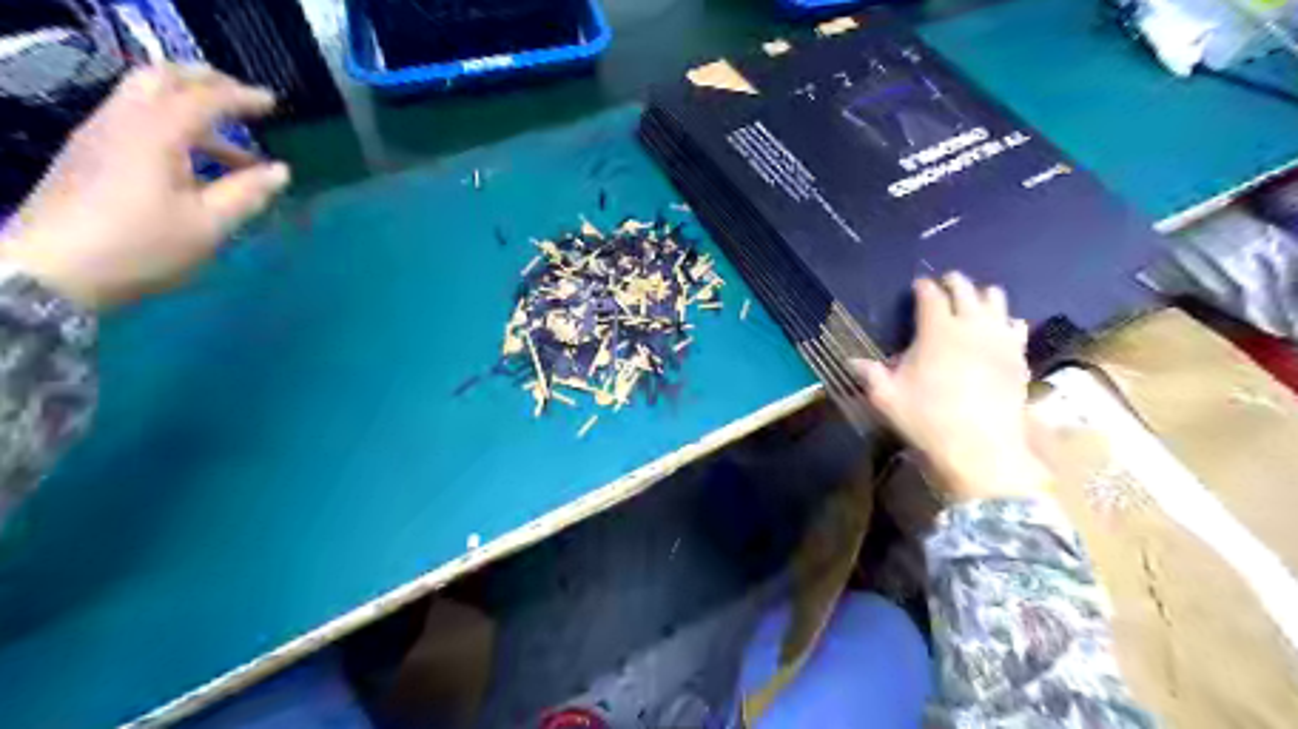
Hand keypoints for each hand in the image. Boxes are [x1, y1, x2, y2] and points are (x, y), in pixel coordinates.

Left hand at [0, 62, 287, 310]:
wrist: (53, 271)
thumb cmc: (142, 246)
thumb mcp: (209, 225)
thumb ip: (247, 193)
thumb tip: (279, 171)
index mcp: (156, 133)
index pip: (205, 98)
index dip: (242, 97)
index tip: (274, 103)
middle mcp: (122, 121)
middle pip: (161, 78)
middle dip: (205, 81)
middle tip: (242, 99)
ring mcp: (99, 135)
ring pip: (145, 98)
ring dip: (190, 109)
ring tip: (232, 150)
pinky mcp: (88, 154)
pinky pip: (135, 120)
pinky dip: (171, 126)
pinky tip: (194, 163)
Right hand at [859, 272, 1046, 500]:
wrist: (981, 447)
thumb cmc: (928, 418)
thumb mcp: (887, 397)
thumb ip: (870, 374)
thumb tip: (851, 362)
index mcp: (937, 329)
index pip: (931, 295)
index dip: (923, 287)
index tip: (917, 286)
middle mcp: (971, 325)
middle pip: (966, 289)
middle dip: (953, 282)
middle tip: (944, 285)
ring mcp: (1000, 339)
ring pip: (996, 300)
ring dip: (982, 296)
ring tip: (973, 303)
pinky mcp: (1019, 356)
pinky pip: (1016, 326)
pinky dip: (1005, 322)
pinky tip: (999, 332)